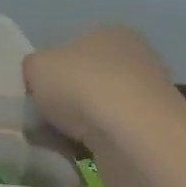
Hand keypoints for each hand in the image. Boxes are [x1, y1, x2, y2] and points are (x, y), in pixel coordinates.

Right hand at [23, 25, 179, 146]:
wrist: (131, 136)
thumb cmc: (80, 86)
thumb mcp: (34, 66)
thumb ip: (32, 69)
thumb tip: (37, 81)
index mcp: (110, 33)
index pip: (74, 47)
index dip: (51, 70)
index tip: (35, 92)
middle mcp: (136, 58)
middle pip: (87, 80)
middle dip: (65, 100)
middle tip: (41, 118)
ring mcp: (149, 97)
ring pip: (98, 110)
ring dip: (78, 125)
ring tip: (55, 140)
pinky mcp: (153, 132)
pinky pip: (111, 136)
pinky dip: (93, 145)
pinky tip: (76, 154)